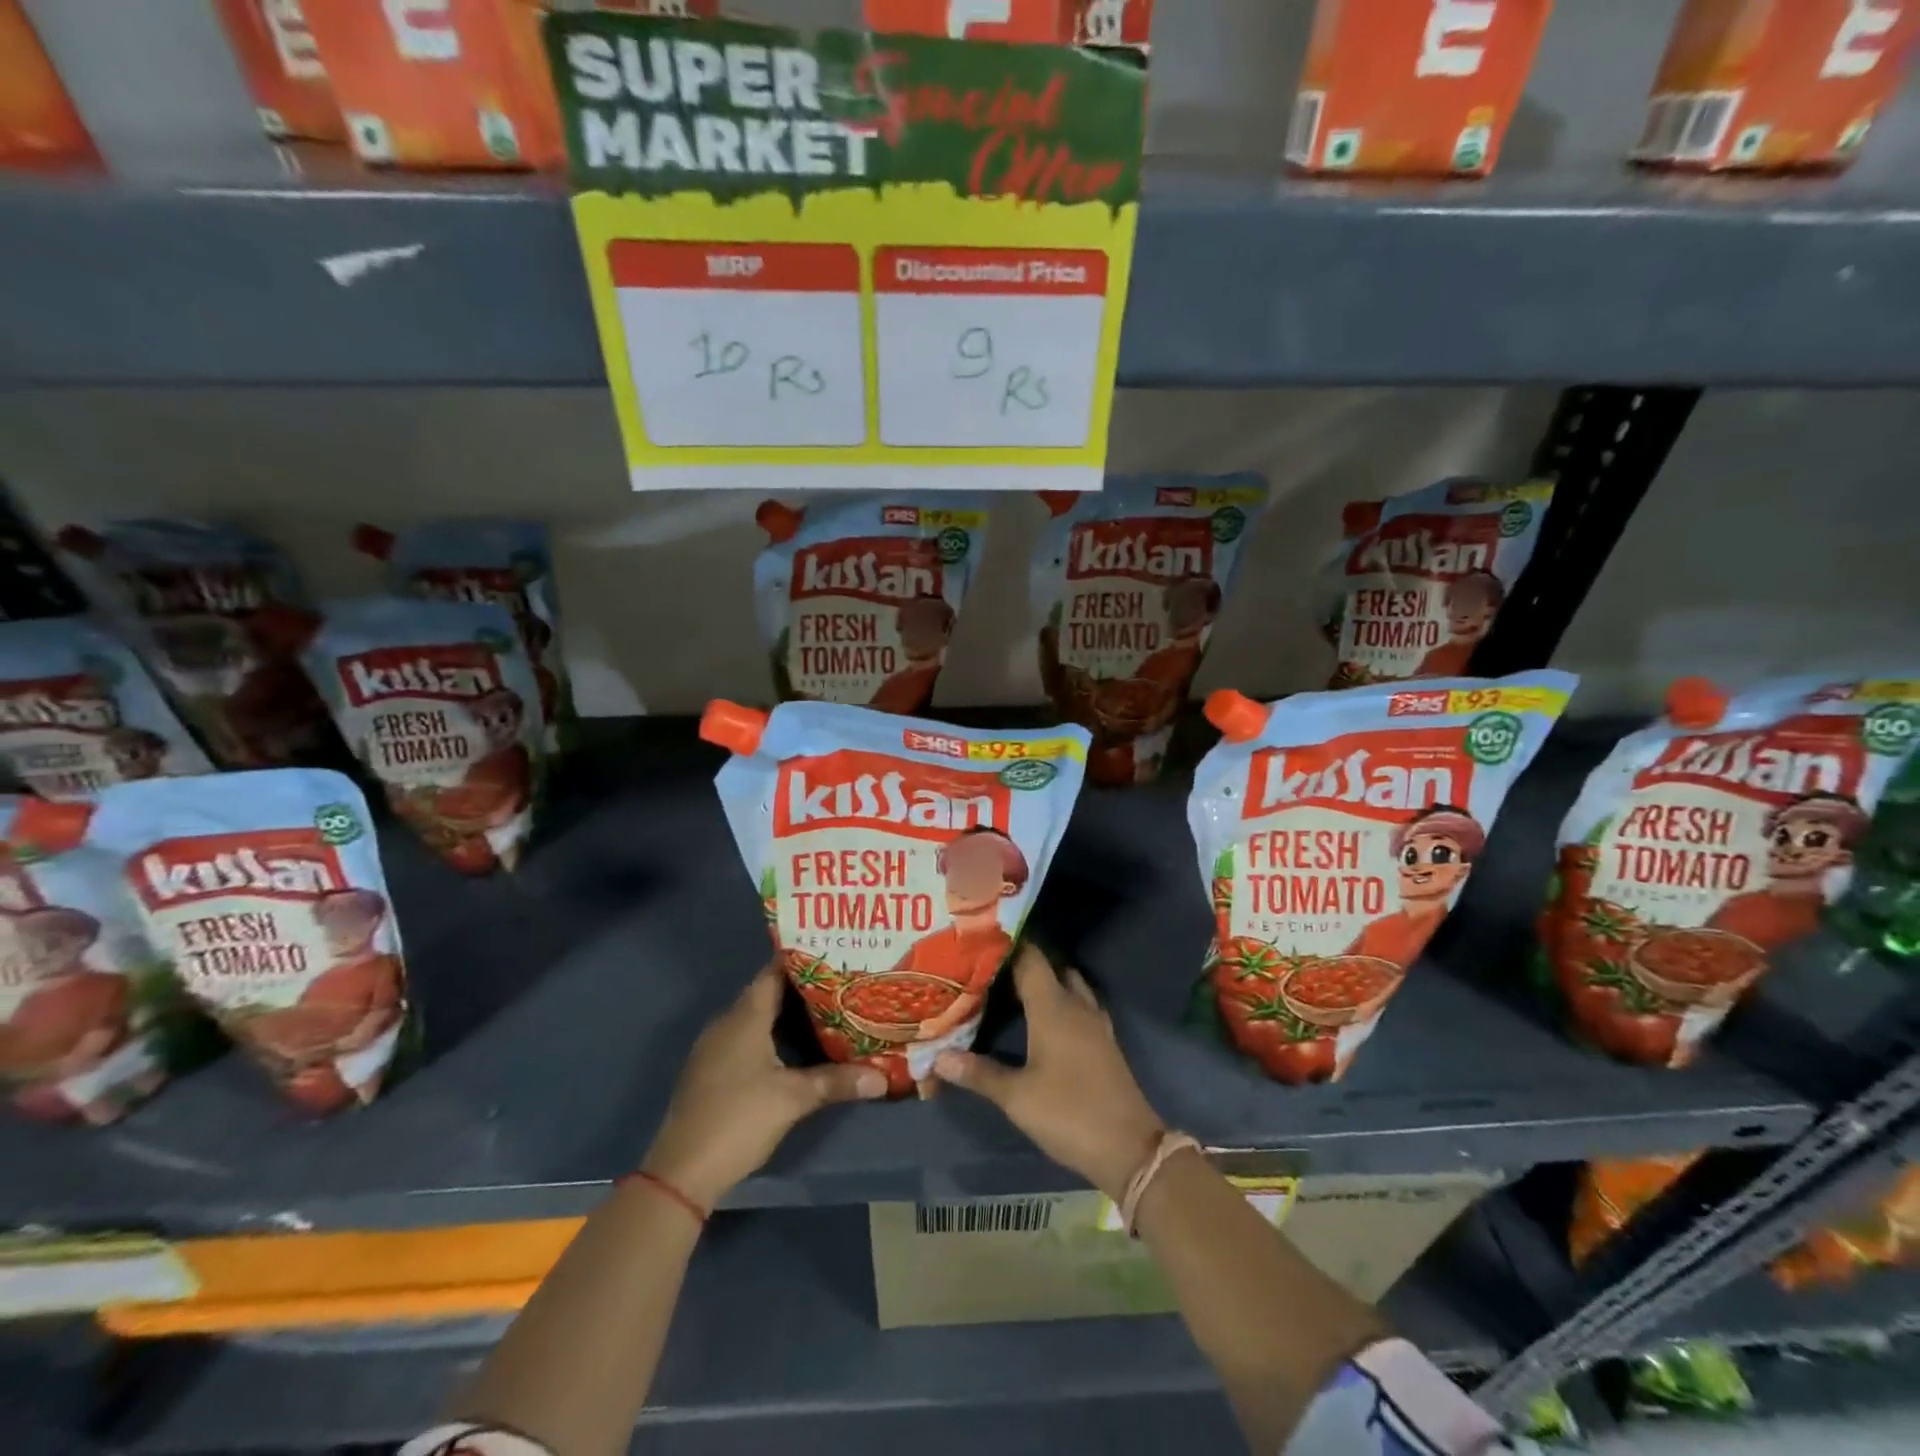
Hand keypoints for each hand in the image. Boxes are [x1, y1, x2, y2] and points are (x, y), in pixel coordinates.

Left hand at [642, 961, 886, 1207]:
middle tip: (840, 983)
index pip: (774, 972)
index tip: (832, 953)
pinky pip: (745, 1038)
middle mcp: (727, 1023)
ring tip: (825, 1011)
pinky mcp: (711, 1071)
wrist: (682, 1172)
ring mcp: (715, 1048)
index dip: (802, 960)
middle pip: (766, 993)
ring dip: (786, 1014)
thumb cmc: (739, 1119)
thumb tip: (882, 1078)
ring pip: (755, 1018)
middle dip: (802, 988)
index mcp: (744, 1017)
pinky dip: (770, 1035)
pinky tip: (793, 1048)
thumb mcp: (794, 1099)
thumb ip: (837, 1082)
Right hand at [932, 944, 1164, 1198]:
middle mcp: (1076, 1005)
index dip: (1007, 944)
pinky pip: (1080, 1005)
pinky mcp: (1104, 1041)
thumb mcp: (1017, 1098)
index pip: (1030, 957)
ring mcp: (1095, 1022)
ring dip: (1046, 982)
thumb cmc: (1069, 1113)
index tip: (979, 941)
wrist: (1130, 1148)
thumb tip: (938, 1057)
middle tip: (990, 968)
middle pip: (1050, 967)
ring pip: (1069, 985)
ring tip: (1013, 990)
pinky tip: (1042, 1020)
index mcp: (1053, 1006)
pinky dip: (1061, 1002)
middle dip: (1023, 962)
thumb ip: (978, 1073)